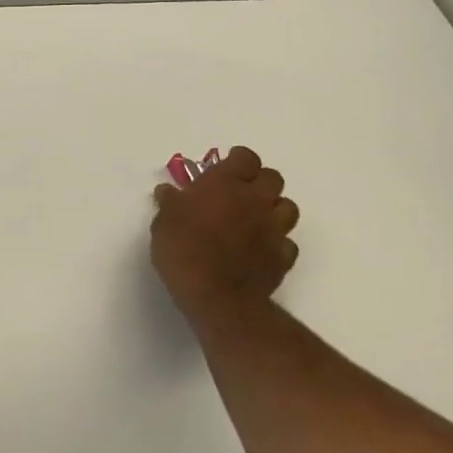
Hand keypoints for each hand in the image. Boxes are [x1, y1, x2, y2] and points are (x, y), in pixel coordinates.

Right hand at [151, 146, 299, 326]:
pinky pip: (288, 243)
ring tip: (256, 219)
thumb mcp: (164, 220)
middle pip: (273, 178)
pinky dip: (278, 243)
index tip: (226, 169)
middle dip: (260, 182)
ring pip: (288, 207)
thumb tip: (168, 192)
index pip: (246, 157)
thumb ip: (170, 202)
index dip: (238, 160)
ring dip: (274, 209)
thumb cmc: (183, 248)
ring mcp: (273, 229)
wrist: (215, 295)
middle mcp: (255, 200)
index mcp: (226, 183)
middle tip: (241, 193)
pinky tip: (262, 250)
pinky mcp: (283, 258)